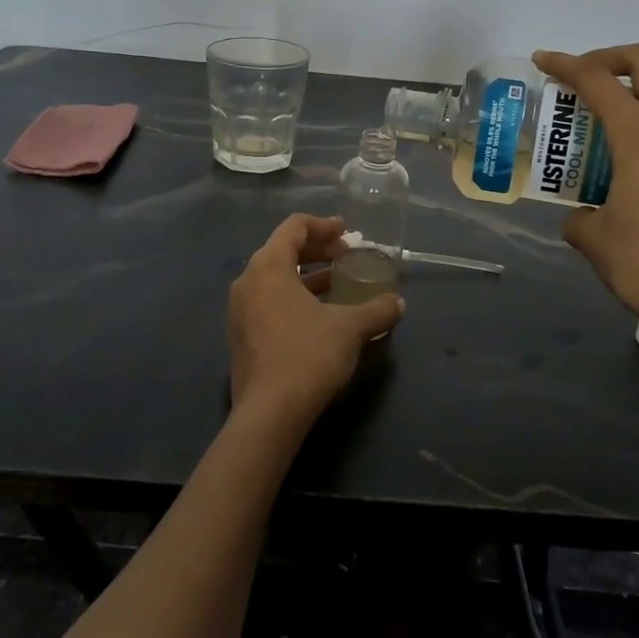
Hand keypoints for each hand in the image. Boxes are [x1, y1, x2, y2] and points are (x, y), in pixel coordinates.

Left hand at [227, 214, 405, 432]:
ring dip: (307, 274)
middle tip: (346, 255)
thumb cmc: (308, 356)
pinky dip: (294, 296)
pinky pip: (269, 300)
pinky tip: (320, 313)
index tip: (347, 233)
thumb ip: (376, 310)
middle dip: (317, 249)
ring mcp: (240, 310)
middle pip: (282, 250)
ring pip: (275, 277)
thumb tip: (398, 303)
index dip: (323, 225)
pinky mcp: (242, 334)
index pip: (294, 227)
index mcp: (268, 267)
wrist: (269, 413)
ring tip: (338, 282)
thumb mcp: (350, 328)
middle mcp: (248, 281)